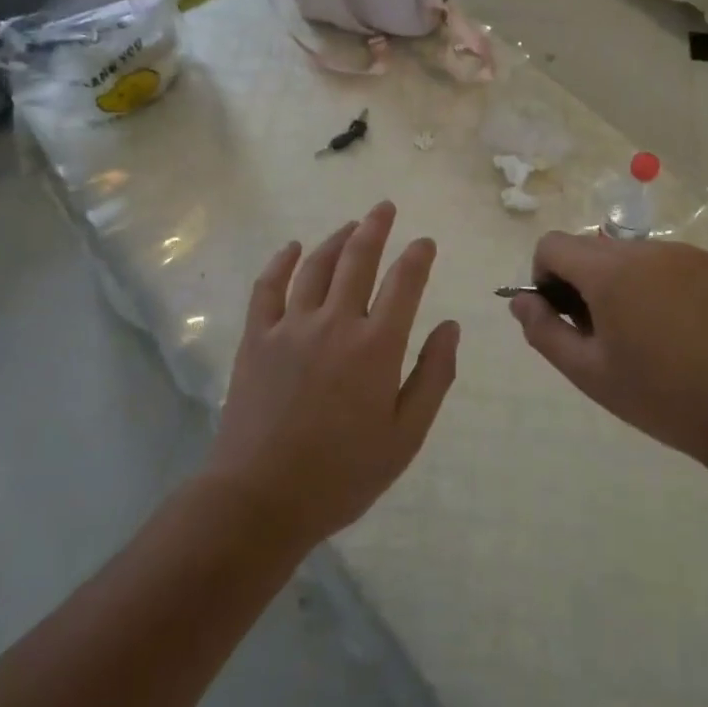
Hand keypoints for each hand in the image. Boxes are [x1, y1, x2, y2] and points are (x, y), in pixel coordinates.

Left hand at [205, 201, 459, 547]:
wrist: (261, 498)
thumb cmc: (343, 474)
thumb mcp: (406, 435)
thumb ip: (433, 376)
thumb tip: (451, 327)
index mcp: (376, 347)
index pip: (404, 283)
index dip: (418, 257)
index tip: (425, 242)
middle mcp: (335, 323)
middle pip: (358, 260)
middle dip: (376, 228)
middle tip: (384, 207)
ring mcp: (290, 327)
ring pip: (315, 266)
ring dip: (336, 239)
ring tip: (351, 225)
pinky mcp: (256, 338)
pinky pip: (267, 287)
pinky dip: (280, 262)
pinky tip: (290, 247)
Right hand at [509, 232, 707, 470]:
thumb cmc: (660, 397)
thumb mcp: (588, 373)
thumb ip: (543, 331)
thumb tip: (520, 301)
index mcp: (611, 272)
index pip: (553, 244)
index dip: (543, 276)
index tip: (561, 314)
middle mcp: (645, 248)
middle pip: (589, 247)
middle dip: (580, 280)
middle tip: (600, 331)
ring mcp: (683, 252)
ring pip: (626, 253)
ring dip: (616, 279)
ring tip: (640, 330)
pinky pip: (661, 260)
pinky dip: (651, 281)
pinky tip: (672, 324)